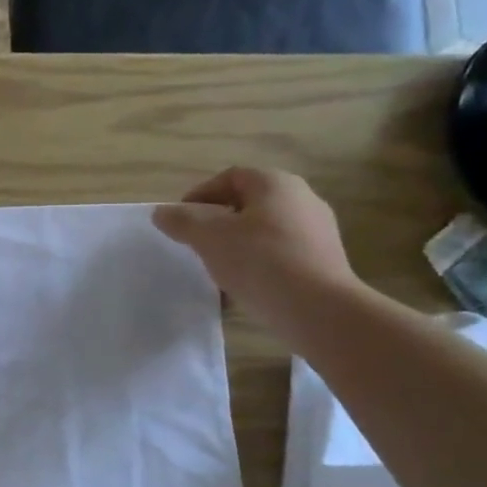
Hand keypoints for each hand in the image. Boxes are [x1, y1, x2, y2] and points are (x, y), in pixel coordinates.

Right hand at [151, 167, 363, 334]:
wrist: (318, 309)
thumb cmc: (259, 261)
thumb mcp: (208, 238)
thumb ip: (181, 221)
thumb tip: (162, 212)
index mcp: (275, 184)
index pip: (230, 177)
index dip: (200, 195)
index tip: (181, 221)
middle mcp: (302, 199)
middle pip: (247, 204)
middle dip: (217, 222)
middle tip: (196, 244)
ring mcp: (317, 230)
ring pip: (263, 231)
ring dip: (236, 245)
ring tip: (216, 269)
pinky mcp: (323, 260)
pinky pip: (280, 254)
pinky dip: (257, 264)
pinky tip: (242, 287)